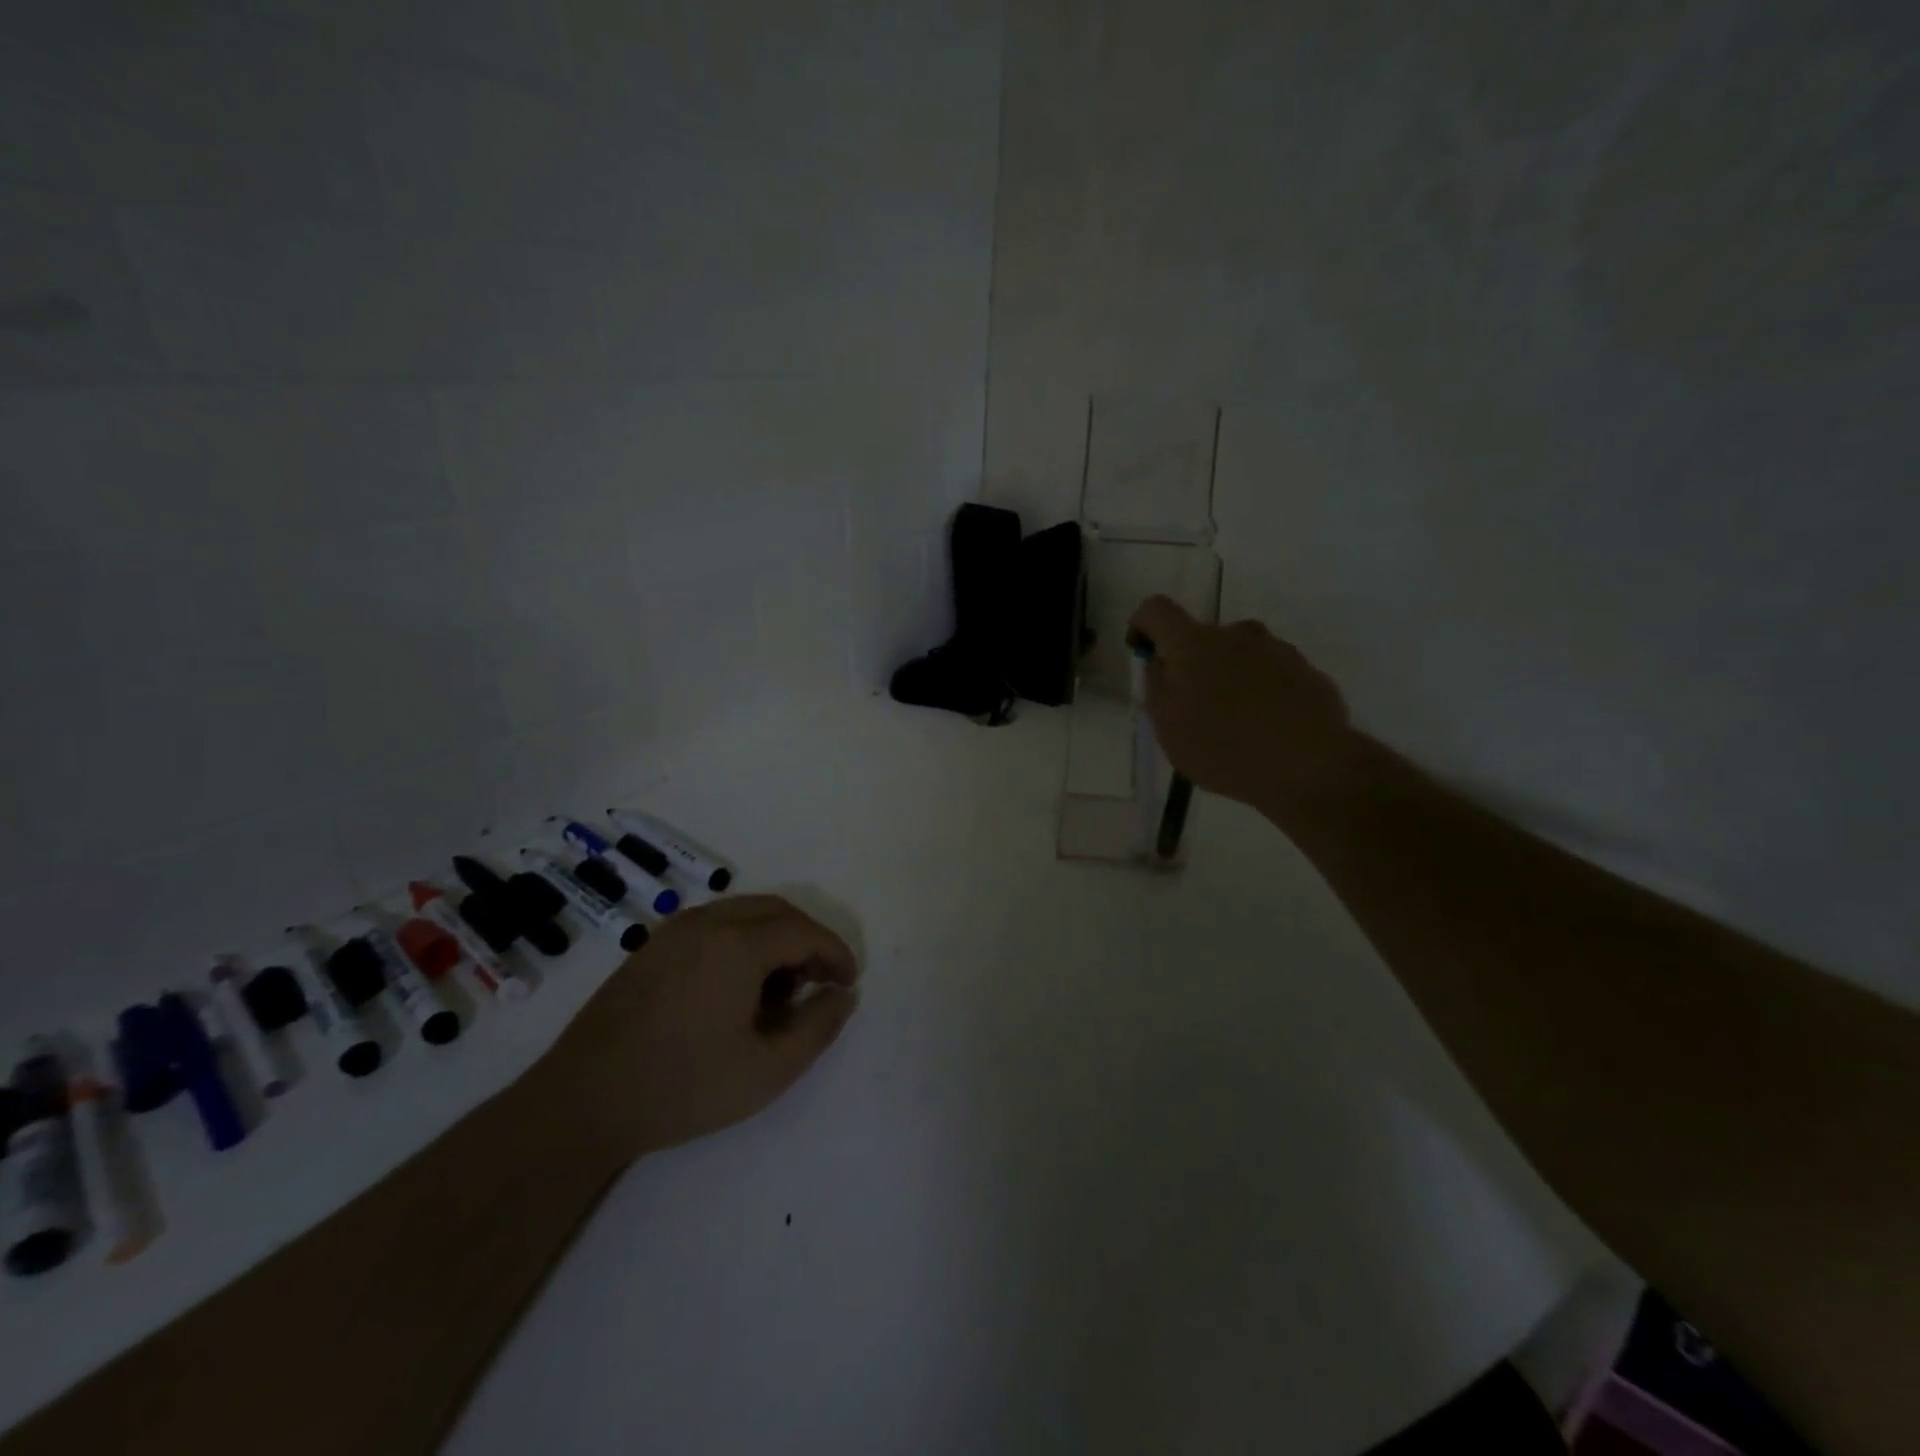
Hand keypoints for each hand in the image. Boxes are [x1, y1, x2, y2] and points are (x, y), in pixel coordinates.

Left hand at [539, 895, 859, 1162]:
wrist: (581, 1101)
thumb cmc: (683, 1086)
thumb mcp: (767, 1069)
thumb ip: (818, 1027)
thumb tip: (844, 994)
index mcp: (737, 943)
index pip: (804, 931)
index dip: (835, 952)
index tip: (850, 982)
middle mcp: (707, 921)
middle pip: (776, 911)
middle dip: (808, 940)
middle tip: (822, 982)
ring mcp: (674, 930)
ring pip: (744, 913)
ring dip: (775, 939)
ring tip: (782, 989)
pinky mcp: (652, 946)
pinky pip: (714, 925)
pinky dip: (742, 941)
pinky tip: (737, 988)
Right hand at [1128, 596, 1360, 817]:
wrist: (1310, 766)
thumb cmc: (1223, 747)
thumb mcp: (1168, 727)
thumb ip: (1157, 687)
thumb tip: (1160, 663)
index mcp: (1194, 643)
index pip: (1156, 610)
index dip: (1142, 625)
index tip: (1142, 652)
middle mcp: (1236, 634)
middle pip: (1202, 638)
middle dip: (1191, 665)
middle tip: (1192, 709)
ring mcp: (1277, 649)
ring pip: (1239, 657)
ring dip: (1229, 679)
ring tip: (1234, 726)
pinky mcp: (1307, 671)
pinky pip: (1270, 675)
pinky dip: (1260, 693)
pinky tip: (1265, 730)